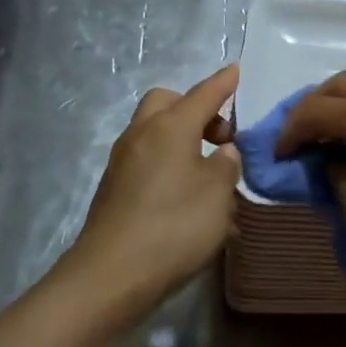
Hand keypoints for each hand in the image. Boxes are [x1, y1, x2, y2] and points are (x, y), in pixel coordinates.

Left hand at [63, 64, 240, 308]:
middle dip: (194, 109)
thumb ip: (226, 166)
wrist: (110, 276)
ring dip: (182, 139)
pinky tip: (187, 196)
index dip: (222, 83)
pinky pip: (148, 160)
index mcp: (170, 126)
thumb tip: (221, 154)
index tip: (235, 70)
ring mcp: (123, 162)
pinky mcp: (114, 189)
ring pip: (156, 132)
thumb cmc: (173, 226)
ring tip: (209, 172)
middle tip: (220, 136)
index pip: (203, 94)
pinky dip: (169, 164)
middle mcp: (142, 135)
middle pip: (168, 103)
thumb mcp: (217, 194)